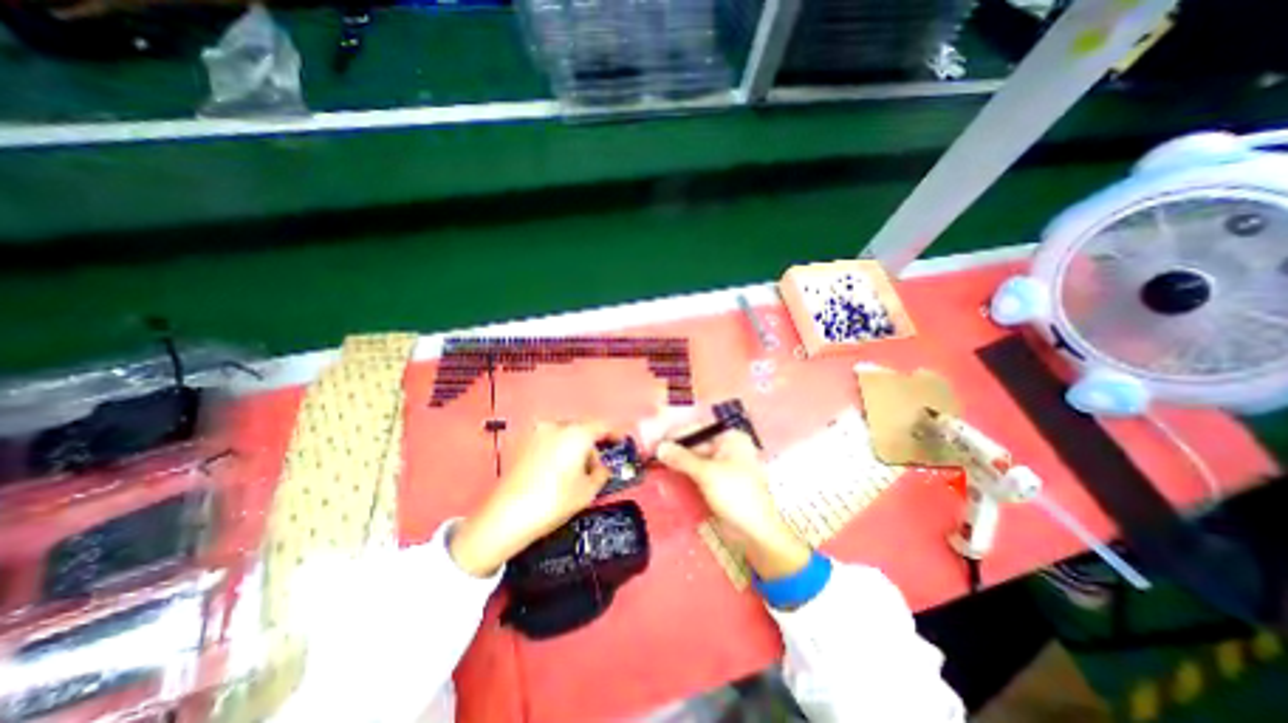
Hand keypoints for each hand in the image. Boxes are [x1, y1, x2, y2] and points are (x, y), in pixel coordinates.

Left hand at [451, 418, 613, 575]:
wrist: (506, 516)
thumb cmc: (554, 501)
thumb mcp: (587, 491)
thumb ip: (601, 473)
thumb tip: (601, 468)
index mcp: (576, 433)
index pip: (603, 426)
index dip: (616, 433)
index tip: (622, 442)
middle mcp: (557, 426)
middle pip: (583, 428)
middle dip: (593, 444)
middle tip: (597, 465)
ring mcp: (538, 433)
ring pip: (566, 434)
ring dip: (575, 447)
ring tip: (576, 472)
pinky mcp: (524, 443)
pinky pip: (550, 440)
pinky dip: (559, 449)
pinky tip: (558, 470)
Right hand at [658, 429, 806, 581]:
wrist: (755, 532)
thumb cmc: (735, 495)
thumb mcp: (706, 473)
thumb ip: (681, 458)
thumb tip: (659, 447)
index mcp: (730, 439)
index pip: (697, 429)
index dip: (675, 434)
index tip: (654, 440)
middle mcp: (727, 448)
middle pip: (695, 443)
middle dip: (674, 448)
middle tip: (650, 453)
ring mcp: (723, 465)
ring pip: (694, 458)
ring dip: (677, 461)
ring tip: (654, 463)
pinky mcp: (718, 482)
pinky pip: (697, 472)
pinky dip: (684, 472)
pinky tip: (668, 473)